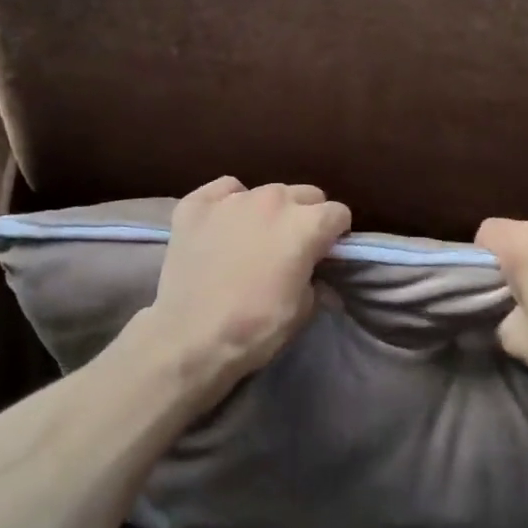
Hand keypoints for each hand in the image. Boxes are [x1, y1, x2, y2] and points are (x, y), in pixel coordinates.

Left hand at [138, 177, 351, 403]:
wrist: (189, 337)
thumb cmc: (255, 328)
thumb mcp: (301, 312)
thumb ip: (316, 283)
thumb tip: (320, 279)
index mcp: (306, 225)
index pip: (338, 214)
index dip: (335, 234)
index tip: (326, 253)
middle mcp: (272, 200)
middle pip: (304, 195)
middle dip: (305, 216)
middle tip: (291, 246)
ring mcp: (232, 199)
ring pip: (264, 191)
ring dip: (267, 211)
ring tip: (253, 238)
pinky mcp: (196, 203)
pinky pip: (223, 190)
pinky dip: (228, 203)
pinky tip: (222, 226)